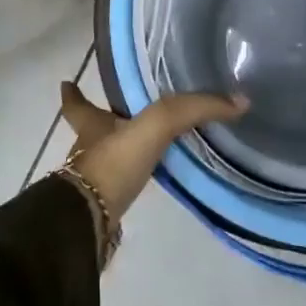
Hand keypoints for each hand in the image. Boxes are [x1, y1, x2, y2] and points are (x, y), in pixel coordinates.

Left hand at [58, 81, 247, 222]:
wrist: (88, 222)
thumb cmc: (114, 162)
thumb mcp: (157, 124)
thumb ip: (195, 109)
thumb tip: (239, 101)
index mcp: (92, 126)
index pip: (78, 105)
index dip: (73, 93)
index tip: (66, 82)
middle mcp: (87, 151)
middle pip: (92, 132)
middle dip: (104, 123)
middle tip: (125, 115)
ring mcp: (92, 182)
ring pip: (106, 160)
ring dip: (120, 153)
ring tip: (143, 147)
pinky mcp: (103, 208)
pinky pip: (119, 188)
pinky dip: (130, 183)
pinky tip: (146, 183)